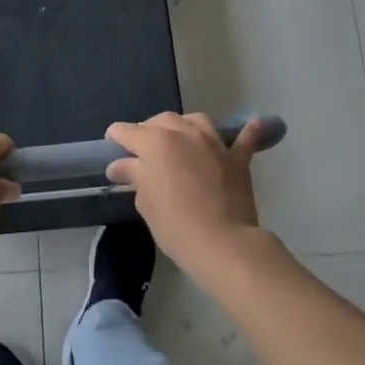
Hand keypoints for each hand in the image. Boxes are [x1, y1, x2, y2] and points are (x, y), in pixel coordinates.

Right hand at [105, 113, 270, 275]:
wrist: (223, 243)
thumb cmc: (175, 225)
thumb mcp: (145, 202)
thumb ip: (134, 176)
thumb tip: (120, 165)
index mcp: (155, 142)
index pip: (127, 131)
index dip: (116, 137)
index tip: (111, 145)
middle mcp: (184, 133)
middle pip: (161, 121)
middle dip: (148, 130)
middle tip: (143, 151)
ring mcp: (213, 142)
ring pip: (195, 121)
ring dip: (183, 126)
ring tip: (179, 139)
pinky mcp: (237, 158)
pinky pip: (243, 138)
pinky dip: (246, 132)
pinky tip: (253, 124)